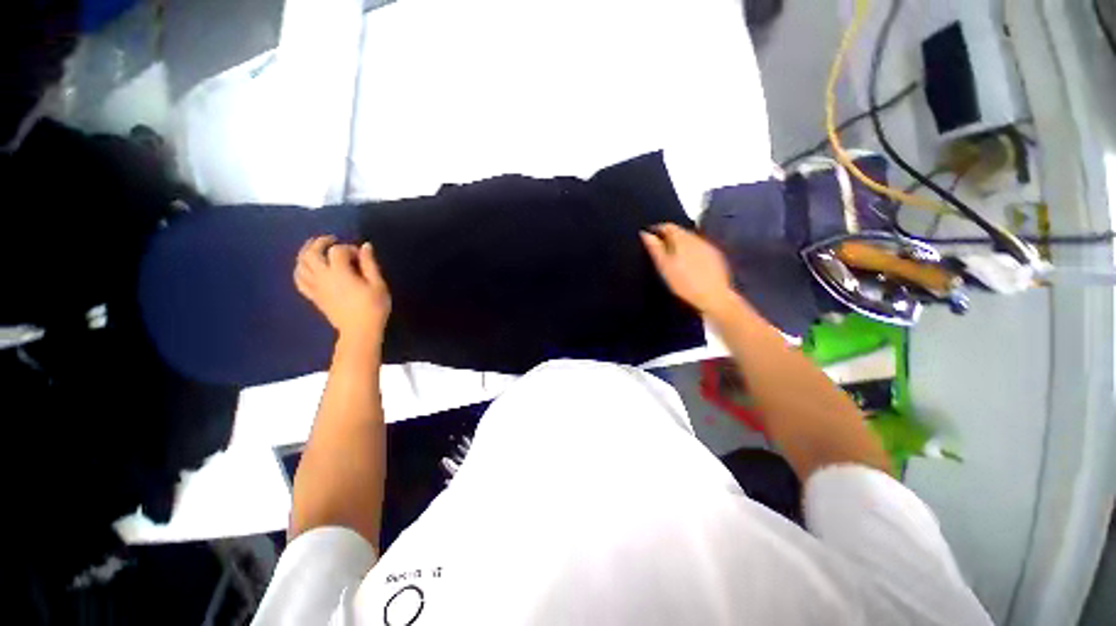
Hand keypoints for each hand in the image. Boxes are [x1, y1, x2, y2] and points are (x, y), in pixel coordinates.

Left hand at [294, 236, 391, 346]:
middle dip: (320, 243)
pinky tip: (306, 268)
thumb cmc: (373, 307)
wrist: (360, 330)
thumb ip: (369, 264)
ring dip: (306, 253)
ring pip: (301, 264)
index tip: (361, 255)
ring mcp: (315, 287)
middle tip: (331, 240)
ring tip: (315, 249)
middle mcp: (322, 276)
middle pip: (311, 253)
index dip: (349, 248)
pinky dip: (300, 270)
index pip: (337, 250)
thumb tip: (365, 246)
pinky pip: (299, 280)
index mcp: (339, 272)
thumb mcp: (378, 284)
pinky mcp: (313, 296)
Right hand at [640, 223, 737, 316]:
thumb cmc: (683, 282)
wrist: (713, 296)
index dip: (657, 229)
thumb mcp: (663, 266)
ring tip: (673, 256)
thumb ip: (654, 248)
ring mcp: (708, 246)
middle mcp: (696, 237)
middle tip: (660, 248)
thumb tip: (644, 233)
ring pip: (691, 239)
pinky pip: (700, 247)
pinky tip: (689, 263)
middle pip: (680, 231)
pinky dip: (692, 251)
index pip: (667, 226)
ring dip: (681, 244)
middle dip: (669, 236)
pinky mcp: (716, 256)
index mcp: (681, 238)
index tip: (649, 237)